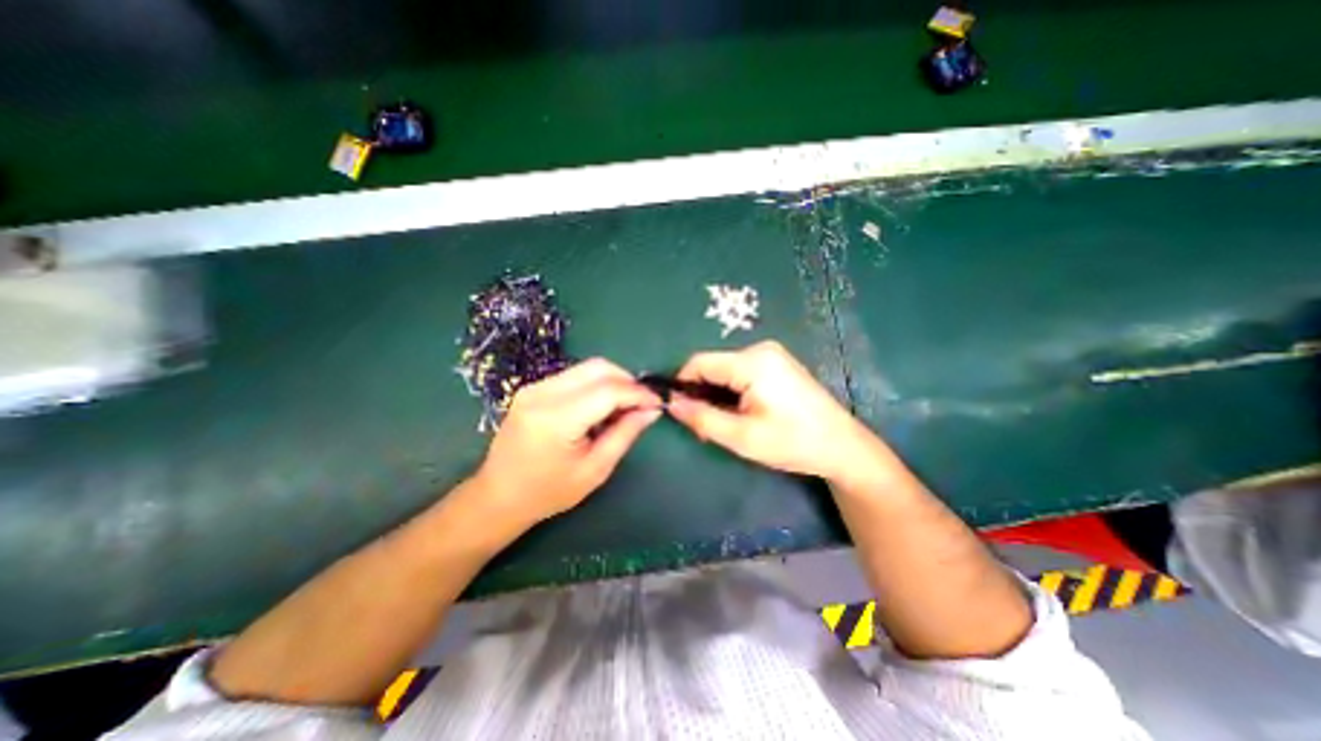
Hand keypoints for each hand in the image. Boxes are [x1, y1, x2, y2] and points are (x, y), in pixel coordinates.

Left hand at [471, 357, 661, 520]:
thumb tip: (652, 409)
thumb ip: (626, 433)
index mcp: (557, 419)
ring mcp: (534, 387)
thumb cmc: (549, 492)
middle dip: (627, 380)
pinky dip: (595, 384)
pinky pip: (574, 375)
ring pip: (587, 368)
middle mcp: (543, 393)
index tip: (658, 402)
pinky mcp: (533, 388)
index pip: (608, 390)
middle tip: (642, 403)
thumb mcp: (595, 469)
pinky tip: (600, 406)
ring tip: (623, 406)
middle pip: (598, 367)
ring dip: (612, 381)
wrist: (498, 496)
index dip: (638, 393)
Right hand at [672, 337, 873, 480]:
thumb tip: (670, 403)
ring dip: (716, 395)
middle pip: (713, 366)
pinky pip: (740, 372)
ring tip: (723, 425)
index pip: (699, 362)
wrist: (842, 446)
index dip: (681, 385)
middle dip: (701, 394)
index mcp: (752, 362)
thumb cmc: (793, 443)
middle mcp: (760, 349)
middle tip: (704, 428)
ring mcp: (771, 355)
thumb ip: (701, 418)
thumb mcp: (742, 436)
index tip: (679, 412)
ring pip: (725, 370)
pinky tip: (740, 414)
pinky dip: (731, 392)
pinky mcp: (776, 364)